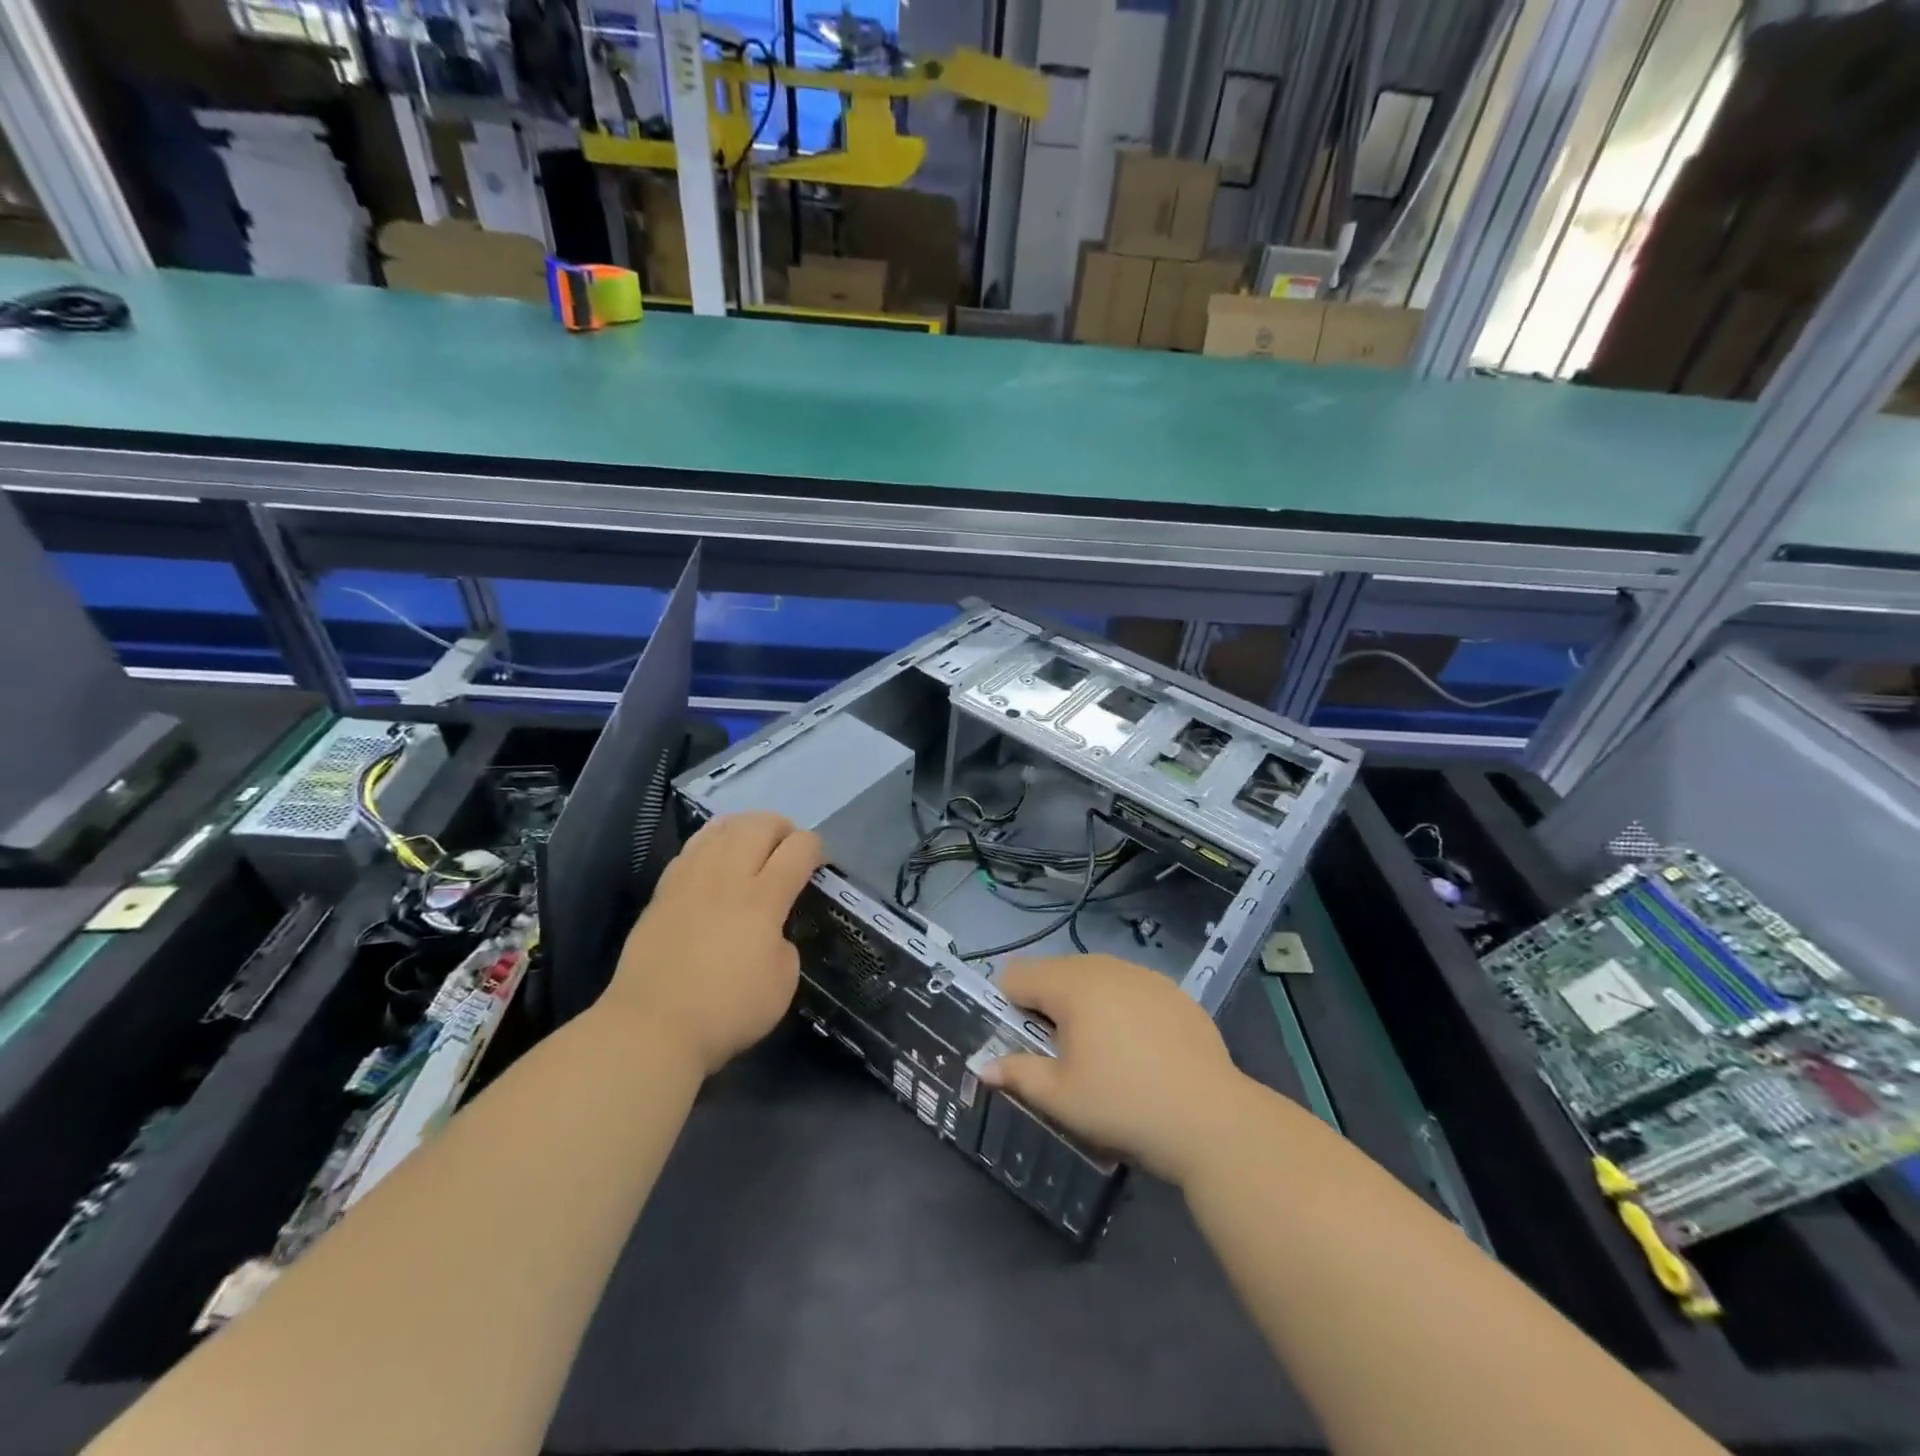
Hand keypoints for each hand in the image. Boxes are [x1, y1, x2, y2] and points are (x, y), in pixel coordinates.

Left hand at [606, 812, 822, 1074]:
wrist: (651, 1028)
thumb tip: (772, 930)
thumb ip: (785, 944)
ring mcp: (690, 880)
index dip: (816, 848)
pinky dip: (713, 840)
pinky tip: (716, 854)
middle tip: (789, 848)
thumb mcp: (782, 983)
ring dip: (746, 826)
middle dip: (783, 828)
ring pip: (722, 828)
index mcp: (763, 899)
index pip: (799, 848)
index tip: (819, 865)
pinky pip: (692, 847)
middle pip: (760, 825)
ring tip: (754, 842)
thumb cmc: (726, 1011)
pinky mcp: (663, 891)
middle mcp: (727, 878)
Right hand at [980, 954, 1248, 1185]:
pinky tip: (1139, 1049)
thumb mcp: (1061, 1097)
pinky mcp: (1174, 992)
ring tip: (1100, 1052)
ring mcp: (1144, 976)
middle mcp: (1105, 967)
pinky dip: (1121, 1008)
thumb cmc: (1123, 1104)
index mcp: (1071, 985)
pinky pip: (1130, 989)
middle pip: (1056, 972)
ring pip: (1095, 978)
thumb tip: (983, 1067)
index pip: (1017, 975)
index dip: (1008, 1006)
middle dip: (1046, 1005)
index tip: (1021, 1042)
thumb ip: (1017, 1074)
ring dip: (1084, 1004)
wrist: (1211, 1118)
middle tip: (1058, 1053)